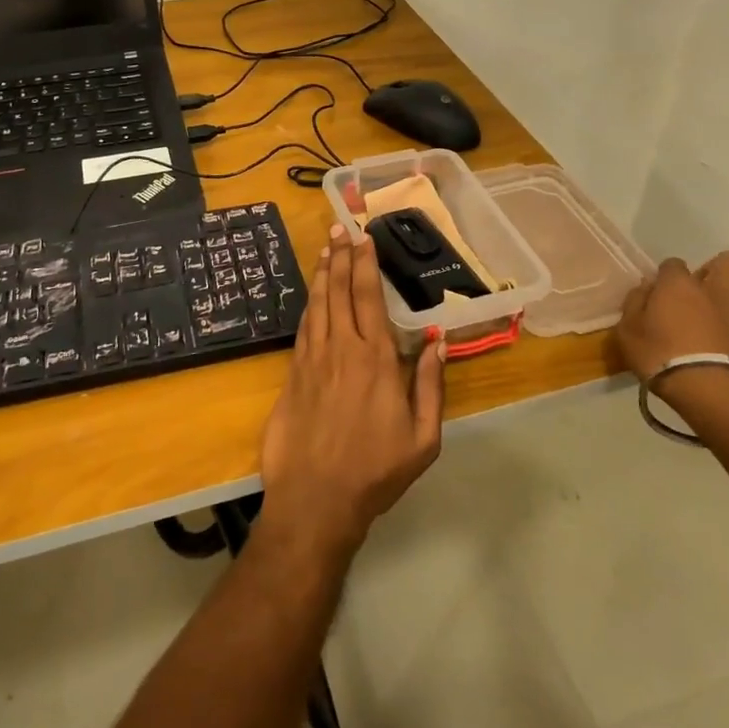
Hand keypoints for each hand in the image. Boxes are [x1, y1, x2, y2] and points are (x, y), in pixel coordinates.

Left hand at [259, 223, 446, 558]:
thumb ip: (430, 385)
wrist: (315, 499)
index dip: (365, 264)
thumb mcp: (422, 438)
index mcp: (375, 360)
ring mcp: (312, 359)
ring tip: (325, 248)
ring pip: (317, 304)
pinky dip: (309, 303)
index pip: (368, 298)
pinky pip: (303, 327)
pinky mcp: (292, 374)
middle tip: (340, 228)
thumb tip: (436, 339)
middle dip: (341, 256)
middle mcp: (341, 349)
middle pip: (339, 291)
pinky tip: (312, 294)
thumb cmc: (375, 471)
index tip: (363, 238)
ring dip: (322, 273)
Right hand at [617, 252, 728, 386]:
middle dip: (722, 267)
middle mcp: (716, 291)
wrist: (709, 391)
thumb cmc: (660, 356)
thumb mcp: (626, 331)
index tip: (661, 290)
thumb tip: (646, 288)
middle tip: (707, 287)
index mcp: (679, 285)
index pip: (673, 263)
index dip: (667, 274)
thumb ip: (635, 304)